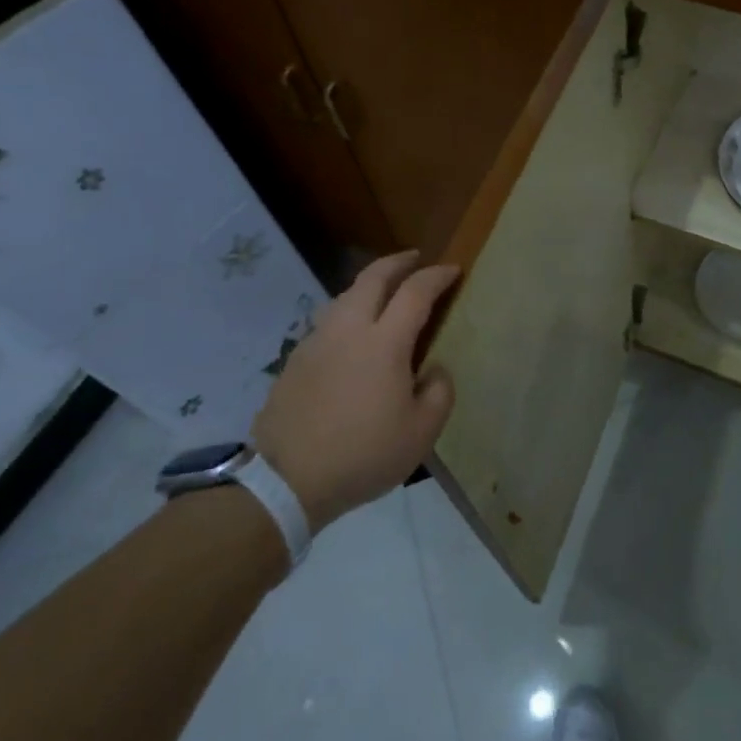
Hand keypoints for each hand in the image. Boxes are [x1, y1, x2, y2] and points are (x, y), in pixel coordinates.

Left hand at [252, 250, 458, 532]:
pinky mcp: (295, 361)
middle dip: (398, 262)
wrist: (286, 481)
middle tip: (416, 259)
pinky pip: (327, 322)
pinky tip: (353, 335)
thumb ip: (439, 392)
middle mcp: (348, 329)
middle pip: (373, 277)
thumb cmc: (364, 455)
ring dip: (369, 285)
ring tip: (384, 294)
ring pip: (344, 296)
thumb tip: (433, 369)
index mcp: (384, 342)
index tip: (454, 270)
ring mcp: (316, 342)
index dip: (437, 276)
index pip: (415, 291)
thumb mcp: (422, 432)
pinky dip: (348, 313)